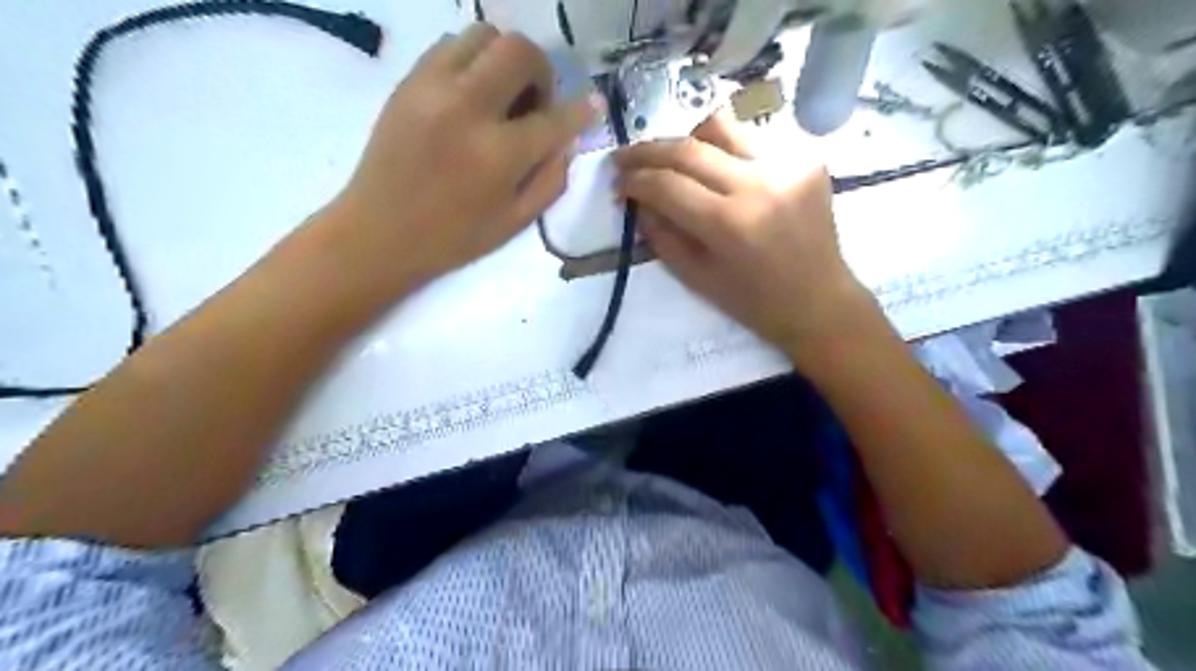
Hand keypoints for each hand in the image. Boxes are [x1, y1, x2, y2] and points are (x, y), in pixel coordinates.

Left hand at [323, 20, 596, 294]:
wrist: (379, 233)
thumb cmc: (453, 237)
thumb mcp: (516, 222)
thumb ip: (551, 179)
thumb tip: (567, 141)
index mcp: (498, 155)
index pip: (555, 117)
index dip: (581, 111)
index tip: (592, 105)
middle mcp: (467, 108)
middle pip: (519, 51)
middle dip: (541, 72)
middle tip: (535, 103)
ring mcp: (432, 88)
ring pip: (483, 35)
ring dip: (505, 60)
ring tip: (502, 96)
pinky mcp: (408, 82)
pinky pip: (450, 45)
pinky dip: (472, 61)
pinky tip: (472, 95)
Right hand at [615, 106, 875, 355]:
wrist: (819, 301)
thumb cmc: (754, 302)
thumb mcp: (696, 278)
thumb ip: (661, 235)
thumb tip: (638, 199)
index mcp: (729, 224)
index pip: (667, 184)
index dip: (634, 180)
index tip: (618, 183)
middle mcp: (759, 184)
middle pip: (688, 148)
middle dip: (647, 151)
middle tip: (625, 158)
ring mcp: (788, 164)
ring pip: (721, 127)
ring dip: (687, 140)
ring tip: (673, 159)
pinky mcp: (807, 157)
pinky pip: (753, 138)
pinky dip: (726, 150)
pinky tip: (720, 171)